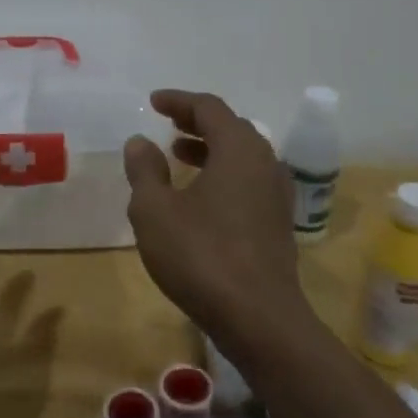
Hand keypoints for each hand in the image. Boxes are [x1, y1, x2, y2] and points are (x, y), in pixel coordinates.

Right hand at [122, 89, 313, 348]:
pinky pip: (248, 180)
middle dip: (196, 122)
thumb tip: (140, 141)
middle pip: (231, 127)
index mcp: (239, 149)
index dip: (179, 100)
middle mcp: (265, 162)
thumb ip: (145, 170)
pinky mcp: (278, 222)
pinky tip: (201, 196)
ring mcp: (276, 194)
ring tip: (178, 155)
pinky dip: (223, 174)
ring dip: (210, 149)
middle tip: (167, 124)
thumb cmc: (201, 256)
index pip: (209, 108)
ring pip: (242, 156)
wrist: (258, 317)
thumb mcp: (155, 211)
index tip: (154, 101)